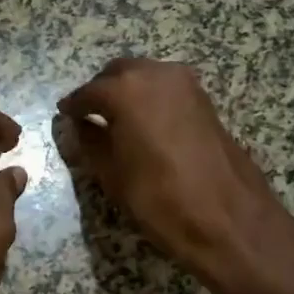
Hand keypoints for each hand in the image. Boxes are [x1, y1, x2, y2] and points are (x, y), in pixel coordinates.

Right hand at [58, 58, 287, 293]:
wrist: (229, 220)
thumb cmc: (160, 200)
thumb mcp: (112, 175)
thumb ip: (89, 142)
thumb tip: (78, 125)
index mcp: (126, 90)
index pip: (88, 92)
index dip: (73, 106)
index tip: (64, 115)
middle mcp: (156, 75)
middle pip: (118, 73)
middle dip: (101, 92)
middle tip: (88, 117)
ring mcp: (186, 84)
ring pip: (145, 76)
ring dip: (127, 92)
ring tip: (115, 123)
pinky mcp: (205, 100)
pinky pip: (166, 89)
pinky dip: (150, 99)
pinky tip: (143, 126)